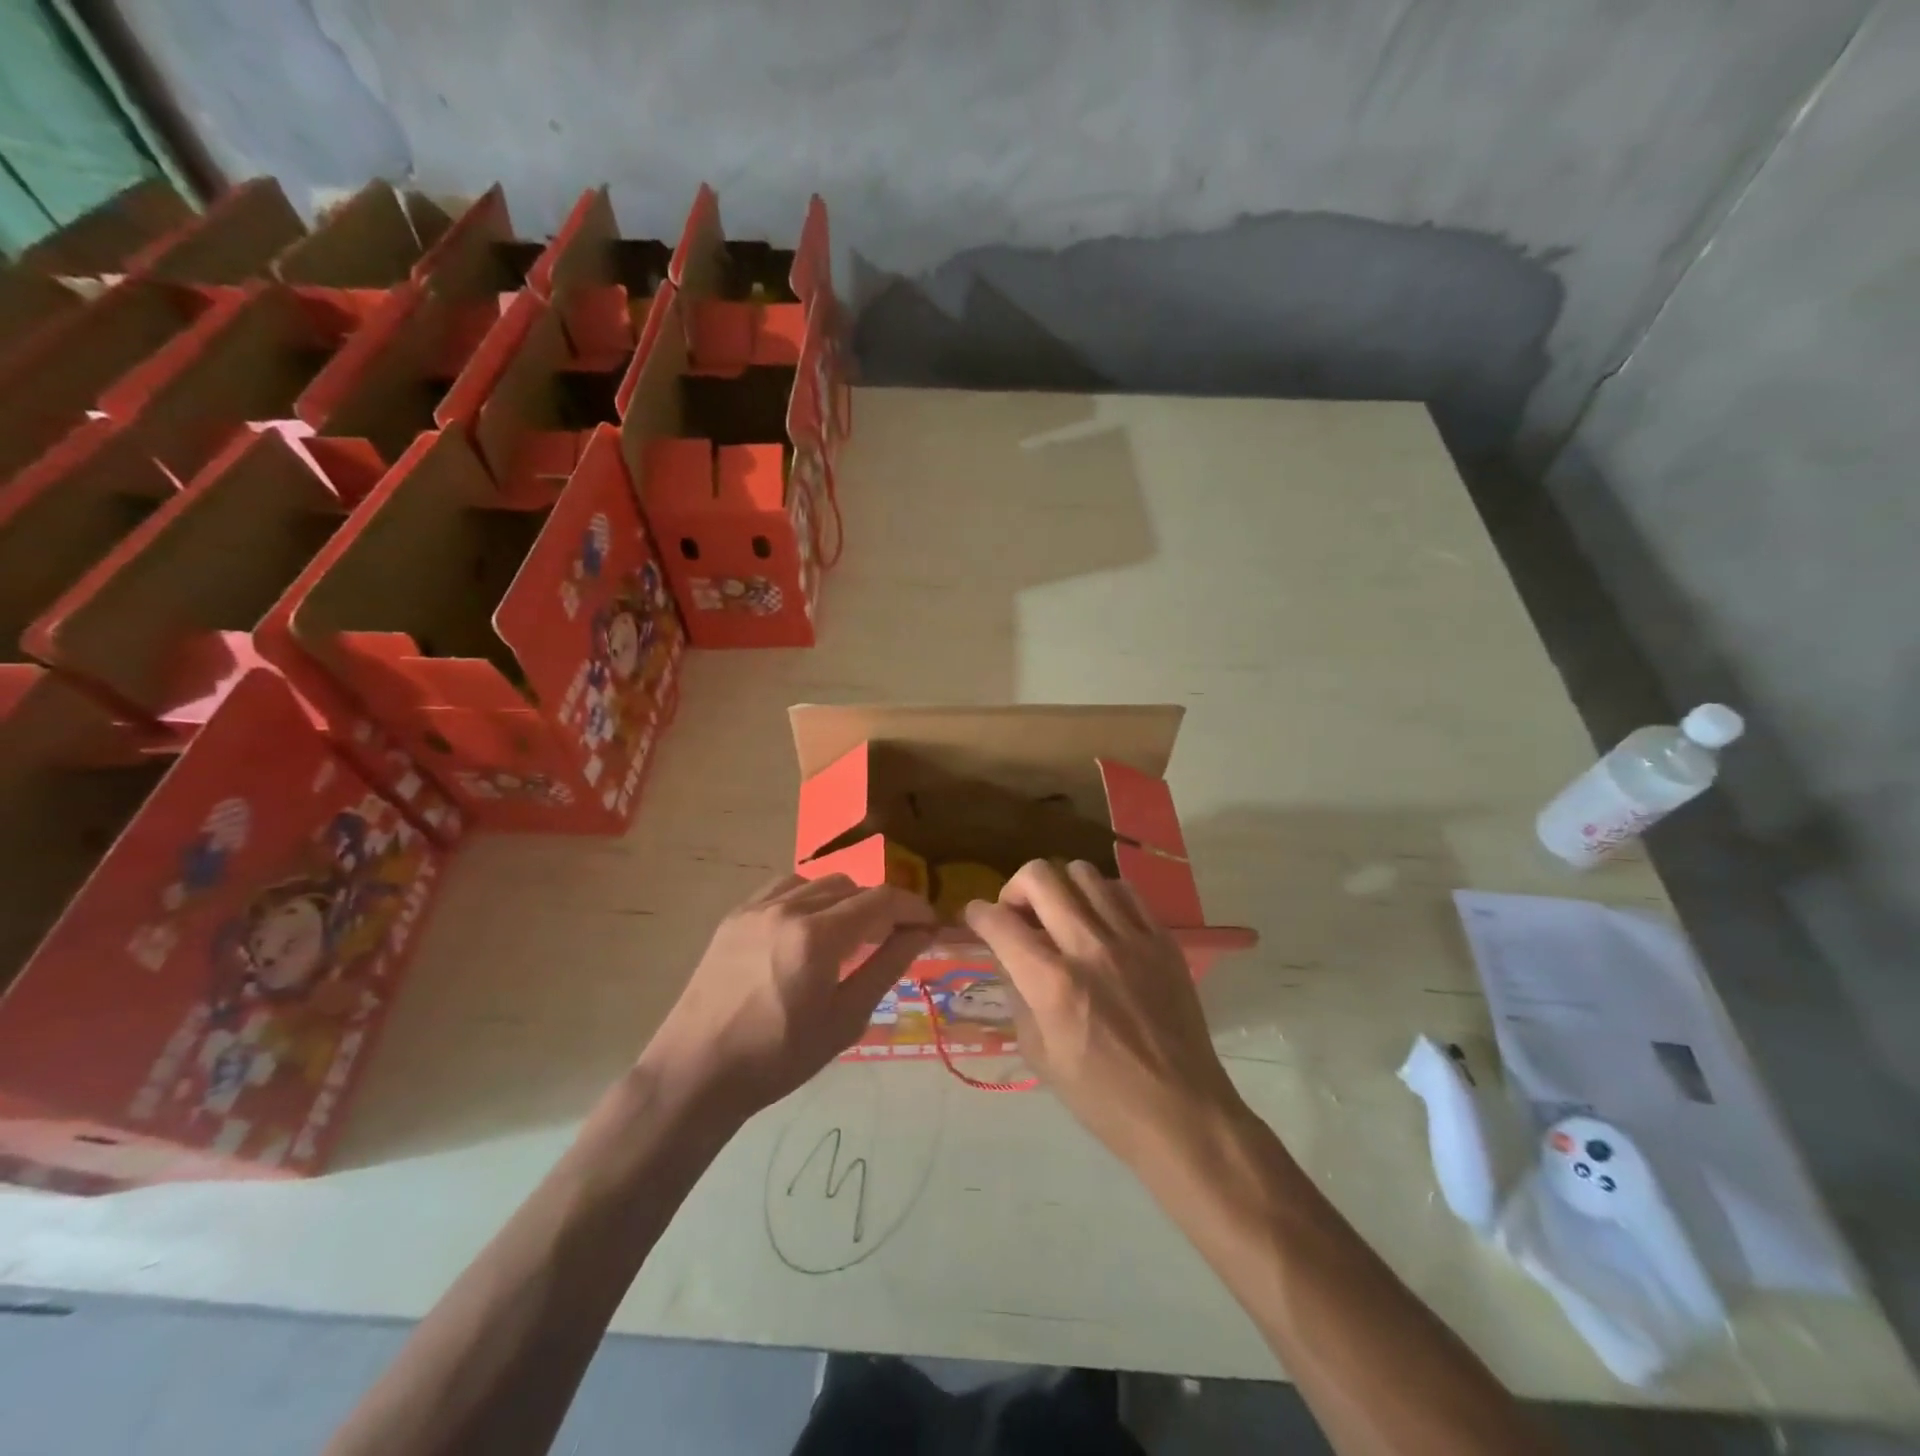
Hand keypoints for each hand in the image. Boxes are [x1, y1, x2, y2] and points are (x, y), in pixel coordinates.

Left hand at [642, 874, 934, 1117]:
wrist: (696, 1072)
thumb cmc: (778, 1058)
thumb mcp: (844, 1019)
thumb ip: (886, 967)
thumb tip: (920, 934)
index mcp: (817, 936)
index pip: (881, 901)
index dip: (913, 908)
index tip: (930, 924)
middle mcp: (788, 908)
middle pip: (853, 886)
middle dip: (882, 906)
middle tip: (894, 938)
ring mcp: (757, 907)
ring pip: (820, 882)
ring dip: (847, 900)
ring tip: (852, 934)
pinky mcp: (736, 915)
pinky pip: (786, 888)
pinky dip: (811, 897)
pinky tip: (812, 926)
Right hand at [964, 860, 1242, 1162]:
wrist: (1182, 1111)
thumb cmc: (1102, 1097)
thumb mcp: (1039, 1055)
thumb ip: (1017, 995)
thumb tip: (1008, 956)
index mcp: (1054, 984)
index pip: (1000, 923)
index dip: (976, 913)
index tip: (974, 917)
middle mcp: (1090, 948)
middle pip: (1040, 877)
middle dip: (1014, 888)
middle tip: (1017, 913)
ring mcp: (1131, 938)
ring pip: (1083, 872)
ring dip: (1059, 887)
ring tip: (1060, 914)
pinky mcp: (1162, 939)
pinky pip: (1124, 890)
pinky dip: (1101, 895)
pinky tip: (1099, 920)